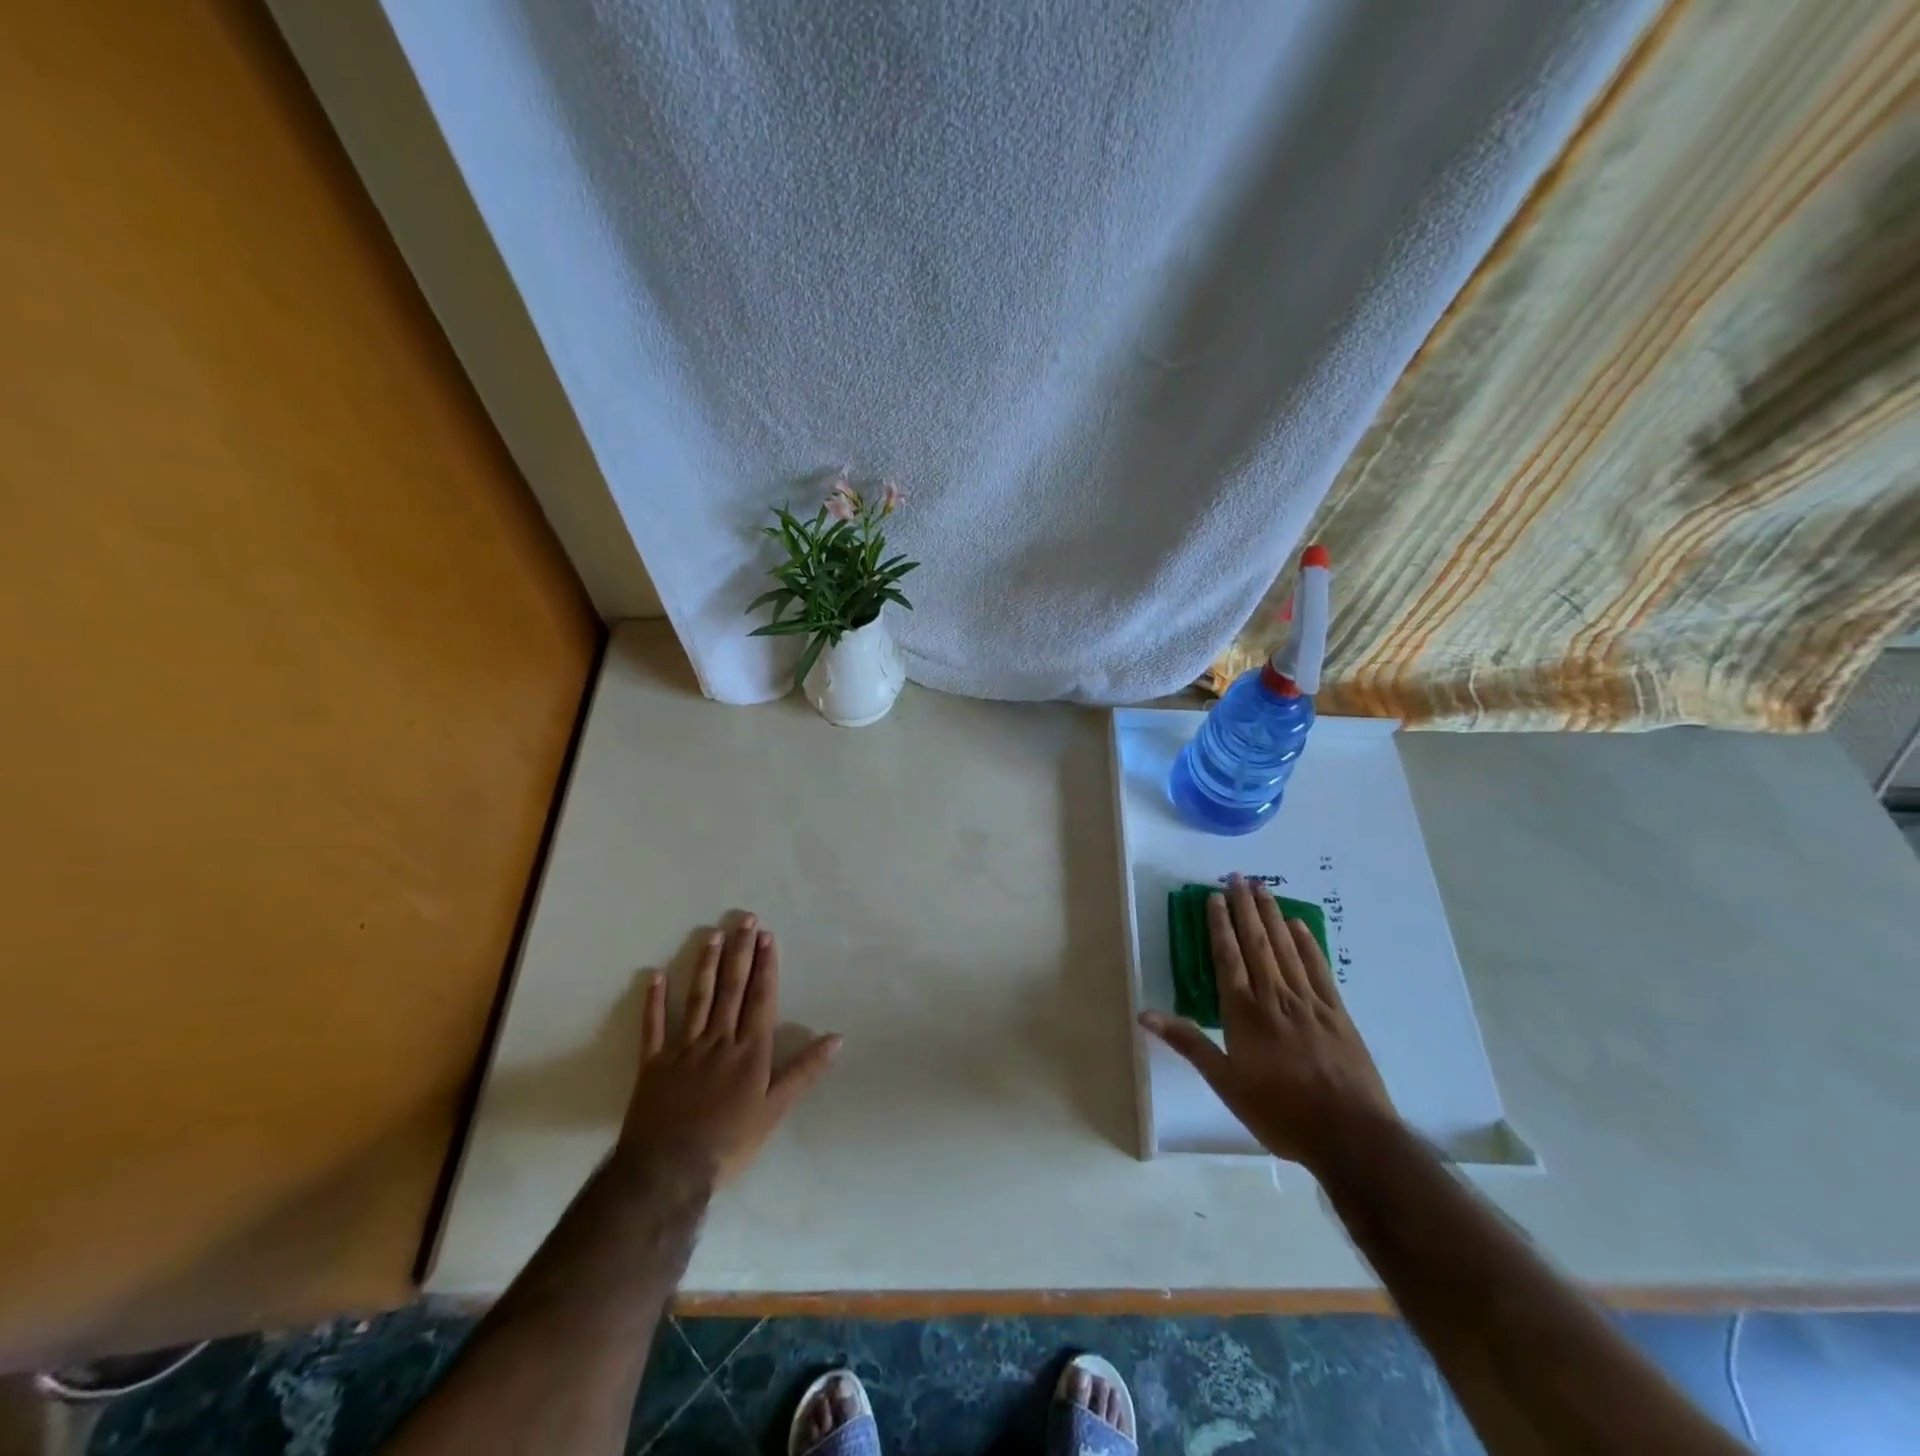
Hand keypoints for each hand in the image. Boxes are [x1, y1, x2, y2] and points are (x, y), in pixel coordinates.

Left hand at [615, 915, 839, 1186]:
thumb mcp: (775, 1111)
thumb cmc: (729, 1143)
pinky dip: (654, 1001)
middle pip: (731, 989)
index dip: (765, 966)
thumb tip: (836, 1038)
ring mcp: (684, 1048)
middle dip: (740, 952)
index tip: (767, 936)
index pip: (760, 998)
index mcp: (749, 1050)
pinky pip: (654, 1027)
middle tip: (745, 920)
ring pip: (697, 998)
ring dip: (706, 965)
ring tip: (712, 935)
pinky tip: (655, 976)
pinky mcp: (654, 1063)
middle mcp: (718, 1040)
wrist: (669, 1171)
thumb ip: (804, 1071)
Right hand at [1141, 875, 1397, 1170]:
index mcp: (1245, 1012)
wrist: (1351, 1136)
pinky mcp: (1337, 1012)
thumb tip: (1145, 1014)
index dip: (1219, 925)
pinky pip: (1318, 968)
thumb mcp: (1226, 1084)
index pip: (1228, 957)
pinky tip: (1299, 924)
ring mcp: (1310, 1002)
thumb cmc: (1280, 1113)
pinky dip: (1307, 943)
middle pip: (1257, 943)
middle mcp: (1275, 997)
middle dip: (1245, 908)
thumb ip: (1189, 1043)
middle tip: (1237, 876)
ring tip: (1262, 887)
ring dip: (1272, 915)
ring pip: (1286, 948)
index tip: (1214, 897)